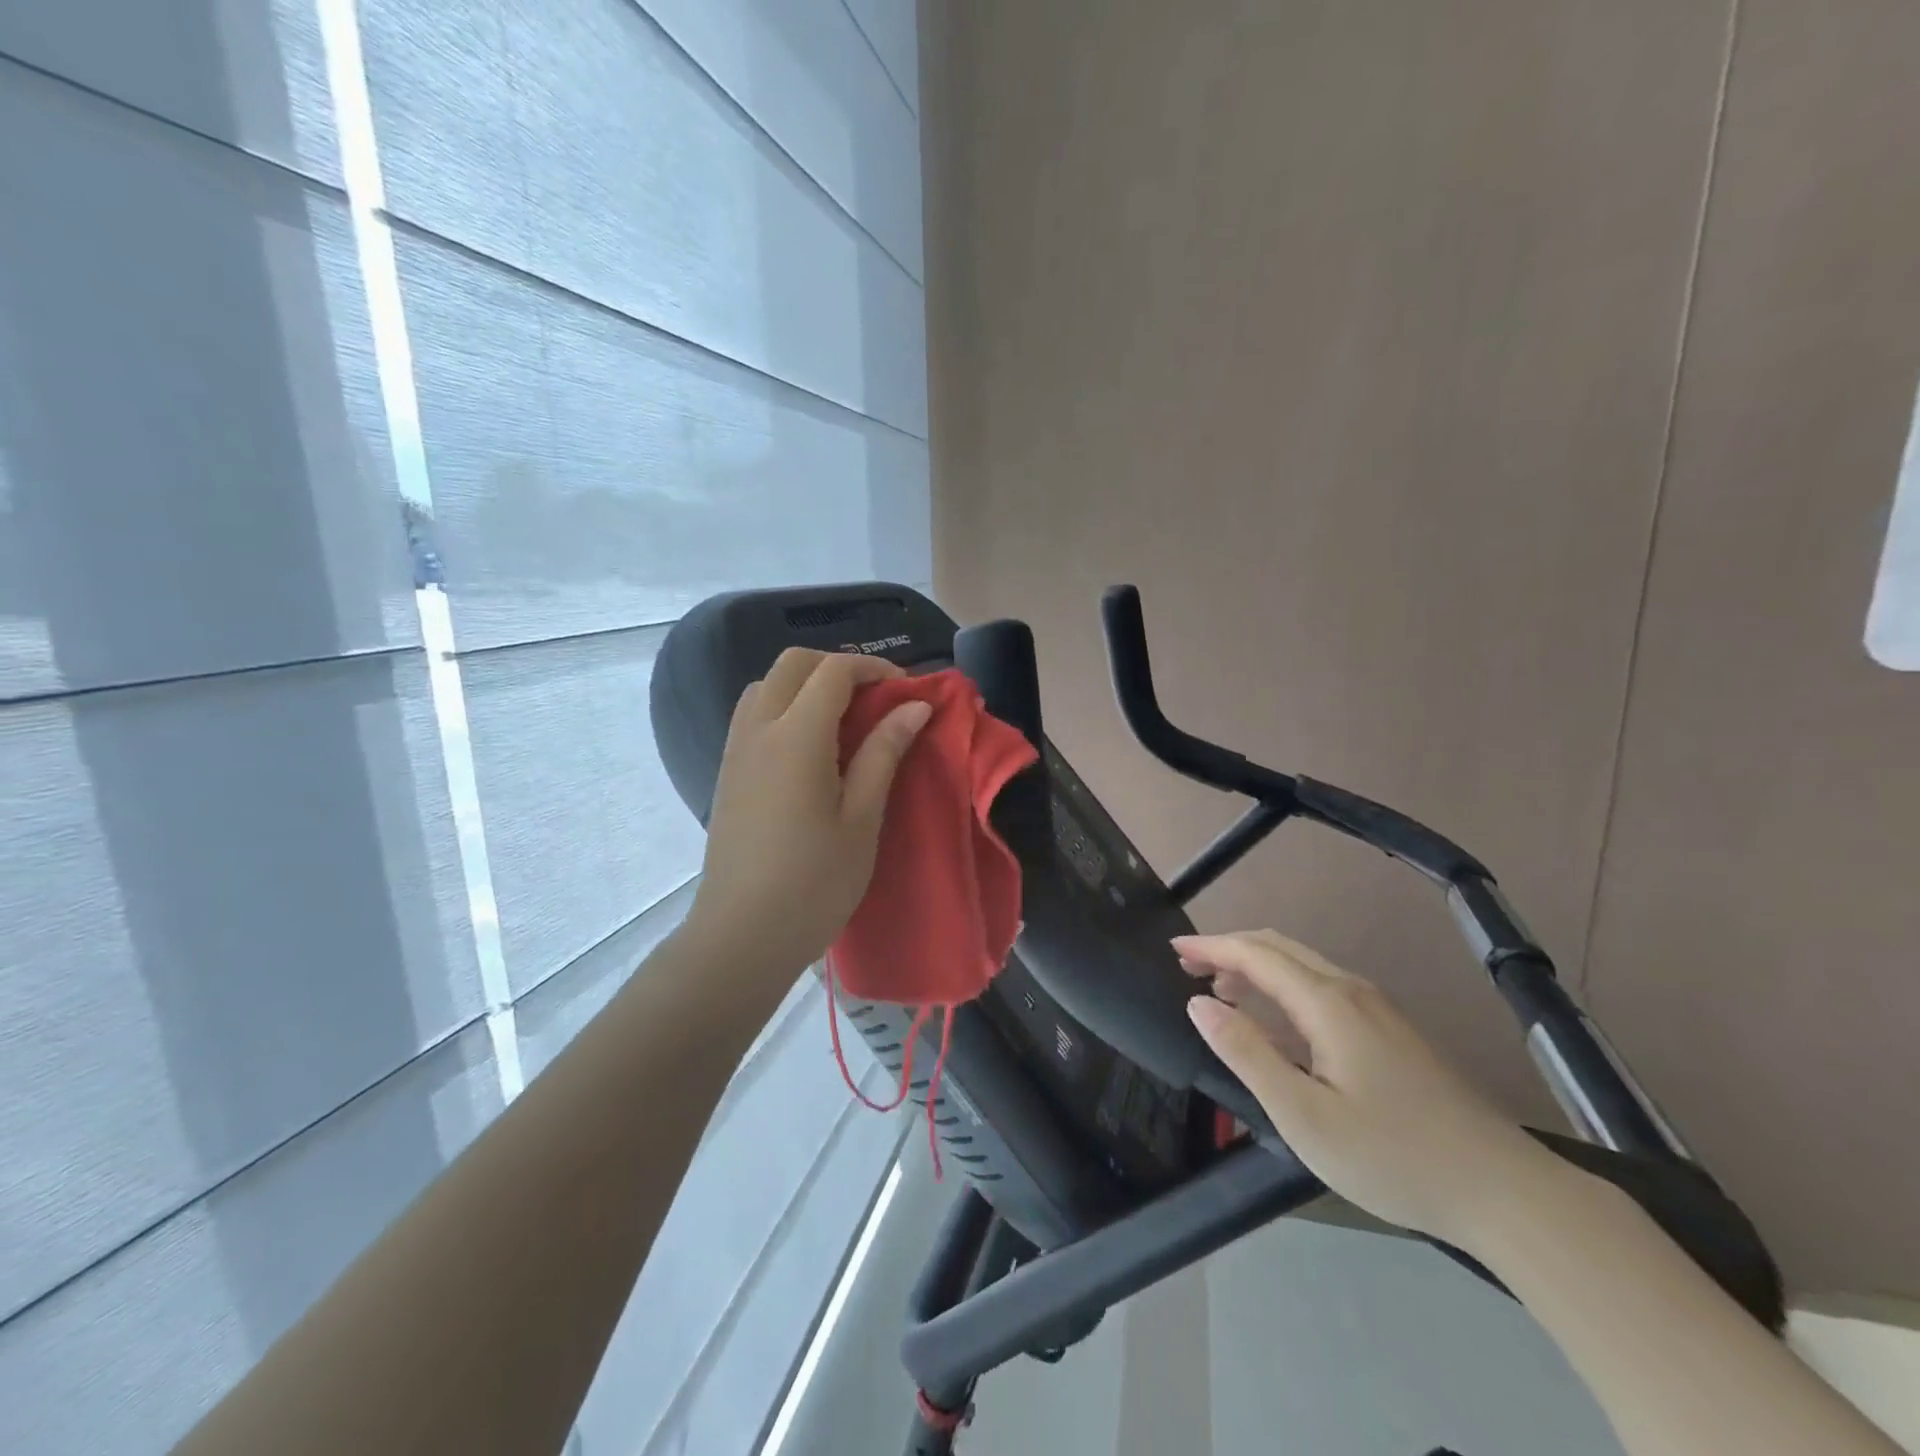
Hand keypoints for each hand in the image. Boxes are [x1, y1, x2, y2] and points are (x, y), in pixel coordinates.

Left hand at [682, 649, 932, 982]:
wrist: (743, 934)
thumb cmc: (815, 882)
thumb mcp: (862, 818)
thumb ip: (884, 752)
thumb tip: (914, 707)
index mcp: (796, 736)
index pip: (834, 671)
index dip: (875, 669)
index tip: (907, 693)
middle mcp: (759, 729)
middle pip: (794, 664)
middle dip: (838, 667)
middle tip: (876, 700)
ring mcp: (736, 749)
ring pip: (767, 684)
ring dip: (807, 684)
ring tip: (844, 721)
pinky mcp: (728, 771)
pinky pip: (753, 713)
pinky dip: (785, 706)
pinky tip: (811, 748)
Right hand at [1178, 929, 1562, 1246]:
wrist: (1505, 1192)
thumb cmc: (1393, 1156)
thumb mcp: (1304, 1114)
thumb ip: (1247, 1053)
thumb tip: (1199, 1004)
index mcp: (1327, 1003)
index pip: (1255, 954)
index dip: (1211, 946)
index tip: (1173, 947)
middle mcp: (1351, 992)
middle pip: (1279, 949)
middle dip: (1229, 949)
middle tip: (1188, 965)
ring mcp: (1376, 1011)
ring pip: (1302, 968)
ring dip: (1255, 969)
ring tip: (1219, 992)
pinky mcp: (1390, 1033)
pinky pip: (1322, 990)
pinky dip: (1282, 990)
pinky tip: (1274, 1025)